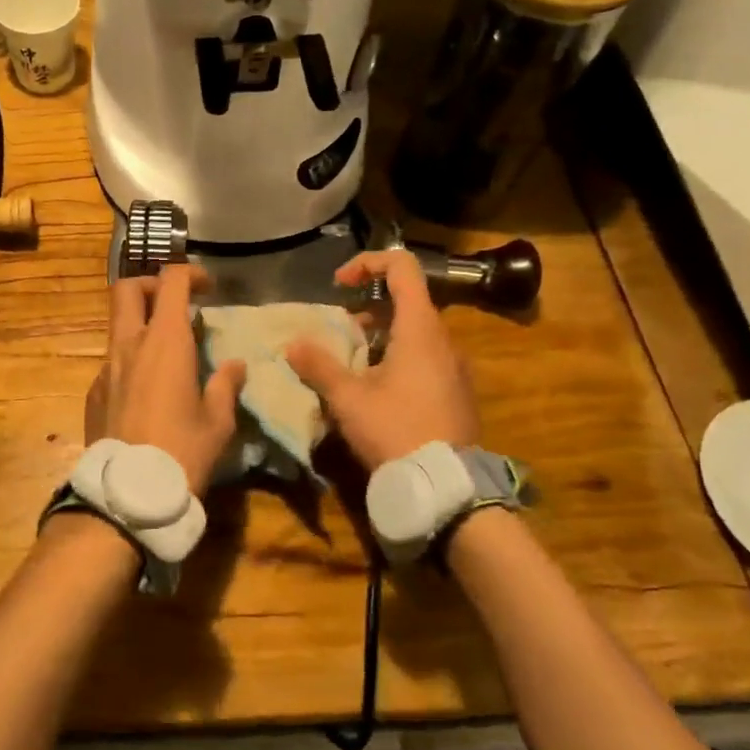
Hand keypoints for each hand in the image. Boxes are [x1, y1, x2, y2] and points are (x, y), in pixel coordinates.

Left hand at [85, 263, 245, 494]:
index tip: (207, 288)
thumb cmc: (183, 451)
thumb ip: (225, 384)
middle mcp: (129, 345)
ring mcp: (105, 368)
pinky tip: (146, 392)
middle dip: (150, 285)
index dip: (189, 274)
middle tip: (174, 304)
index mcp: (164, 342)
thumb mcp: (218, 421)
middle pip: (127, 289)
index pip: (171, 282)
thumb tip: (235, 365)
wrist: (129, 495)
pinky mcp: (93, 392)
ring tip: (165, 352)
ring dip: (139, 324)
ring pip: (116, 325)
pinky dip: (130, 360)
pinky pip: (111, 362)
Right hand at [285, 249, 479, 470]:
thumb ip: (319, 366)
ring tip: (350, 364)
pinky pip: (425, 357)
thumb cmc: (396, 430)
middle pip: (406, 300)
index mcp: (420, 328)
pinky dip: (397, 357)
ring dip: (380, 335)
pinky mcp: (456, 391)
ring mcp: (454, 366)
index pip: (402, 267)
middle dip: (366, 307)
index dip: (367, 263)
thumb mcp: (348, 399)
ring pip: (414, 332)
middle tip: (338, 332)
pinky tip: (375, 390)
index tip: (339, 285)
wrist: (446, 486)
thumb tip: (293, 344)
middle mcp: (443, 339)